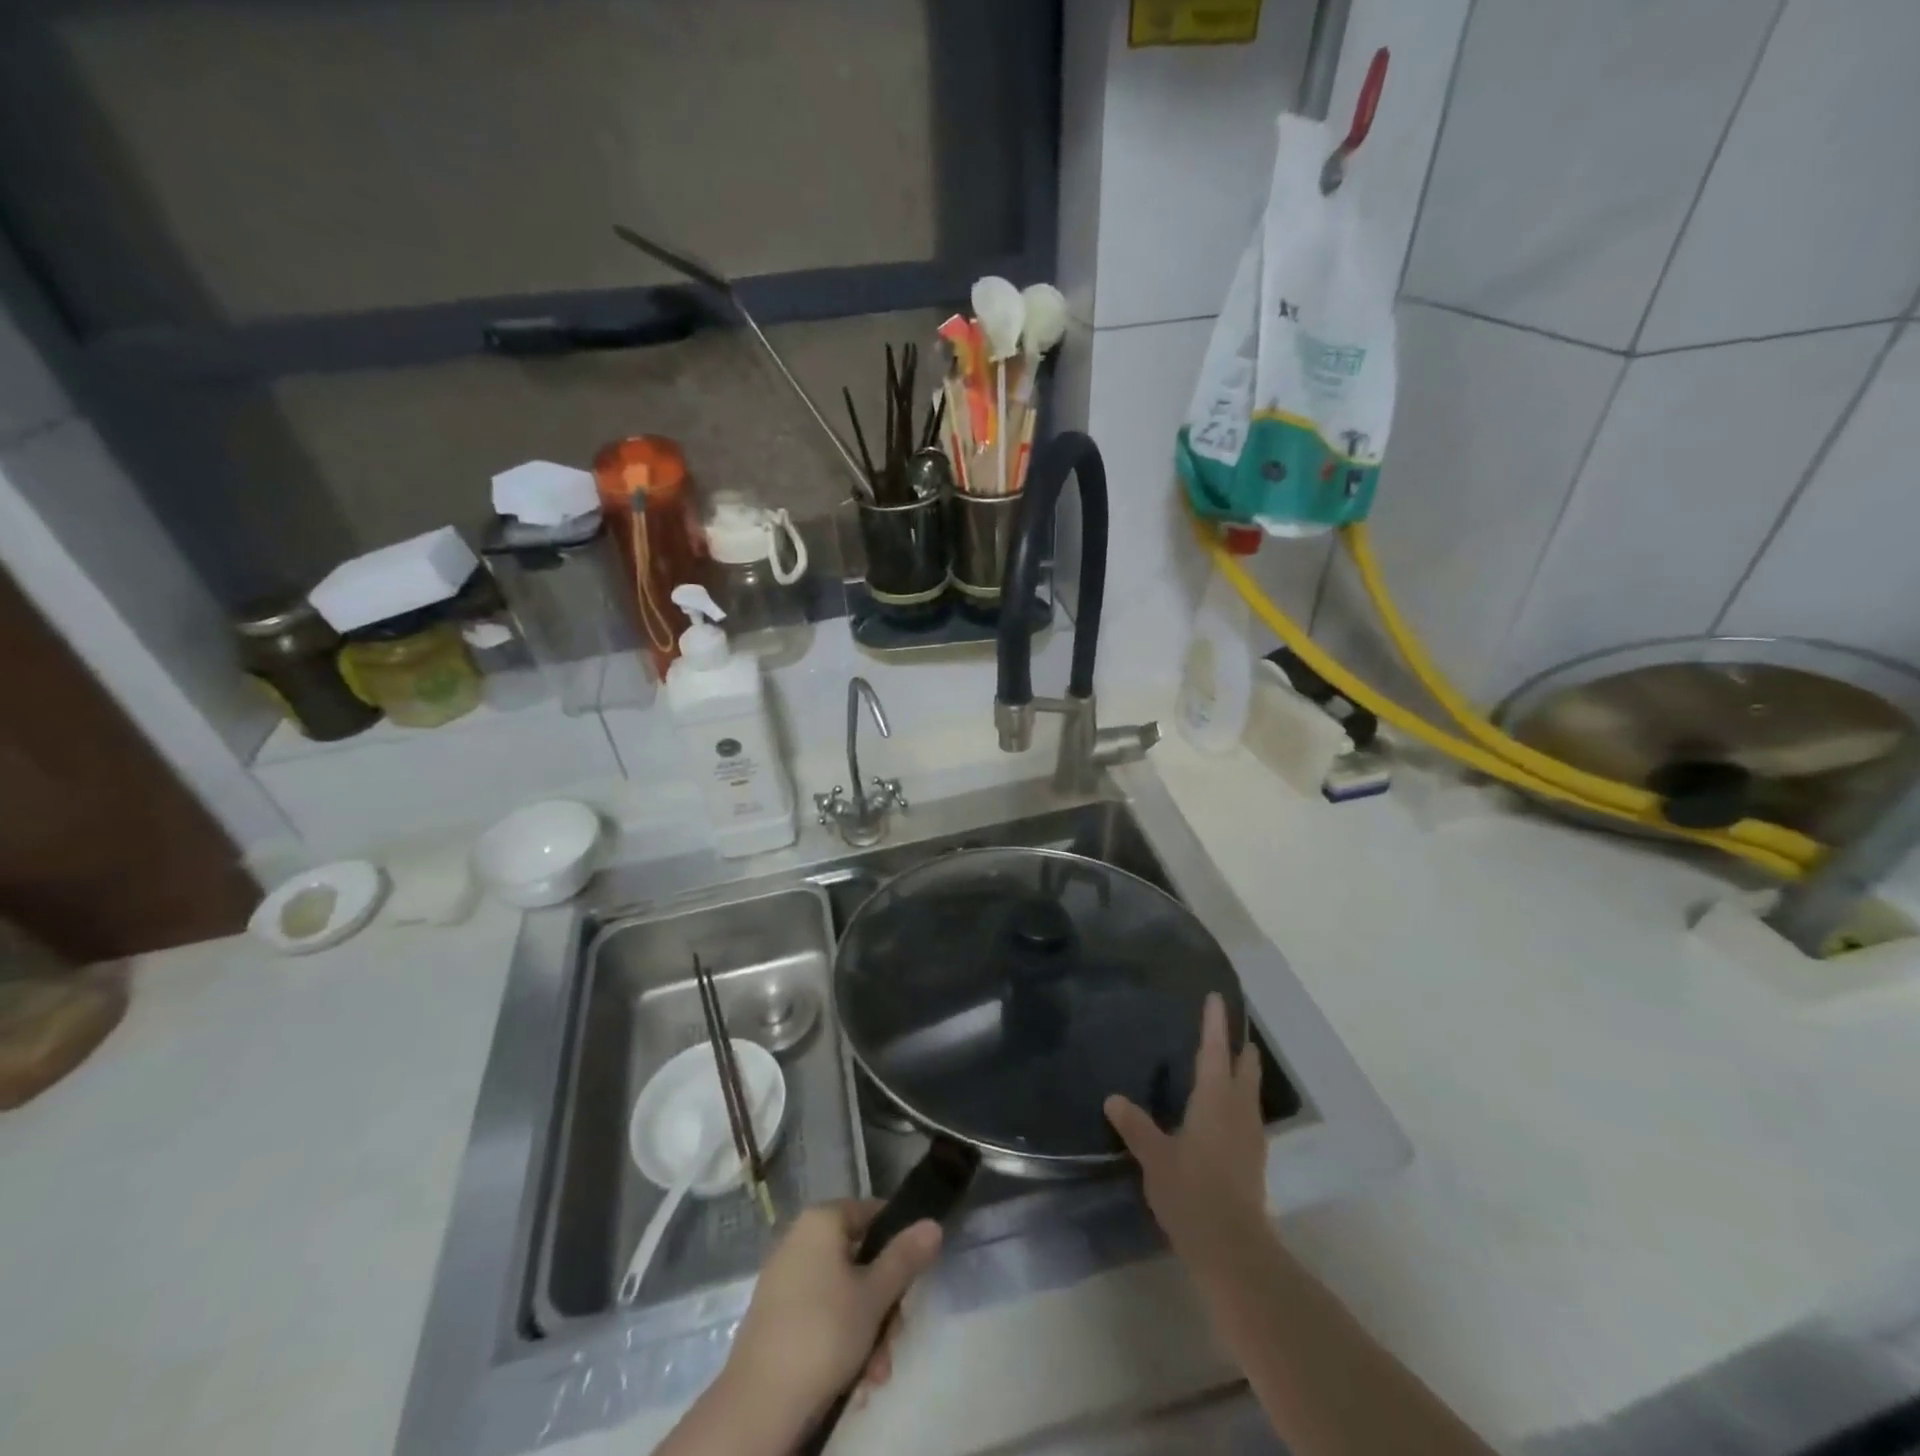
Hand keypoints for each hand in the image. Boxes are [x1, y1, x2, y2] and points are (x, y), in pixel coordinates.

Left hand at [718, 1200, 941, 1439]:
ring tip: (874, 1372)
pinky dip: (840, 1341)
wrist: (758, 1405)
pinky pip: (821, 1315)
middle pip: (860, 1259)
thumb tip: (933, 1223)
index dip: (899, 1242)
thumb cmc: (824, 1332)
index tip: (913, 1280)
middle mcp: (800, 1239)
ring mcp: (785, 1279)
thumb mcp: (875, 1295)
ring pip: (843, 1294)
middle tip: (894, 1336)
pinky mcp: (775, 1317)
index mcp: (821, 1220)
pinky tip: (853, 1379)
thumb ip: (905, 1257)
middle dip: (883, 1304)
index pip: (872, 1212)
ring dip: (867, 1331)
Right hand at [1105, 993, 1267, 1272]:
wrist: (1233, 1250)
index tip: (1216, 998)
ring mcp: (1251, 1136)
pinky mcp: (1254, 1159)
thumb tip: (1113, 1099)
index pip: (1214, 1051)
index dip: (1214, 1023)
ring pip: (1250, 1092)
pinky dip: (1240, 1099)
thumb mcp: (1154, 1158)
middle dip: (1238, 1047)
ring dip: (1243, 1073)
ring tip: (1231, 1062)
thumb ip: (1135, 1126)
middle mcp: (1238, 1110)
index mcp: (1214, 1101)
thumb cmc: (1191, 1193)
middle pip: (1244, 1068)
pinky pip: (1248, 1114)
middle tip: (1229, 1028)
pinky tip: (1226, 1111)